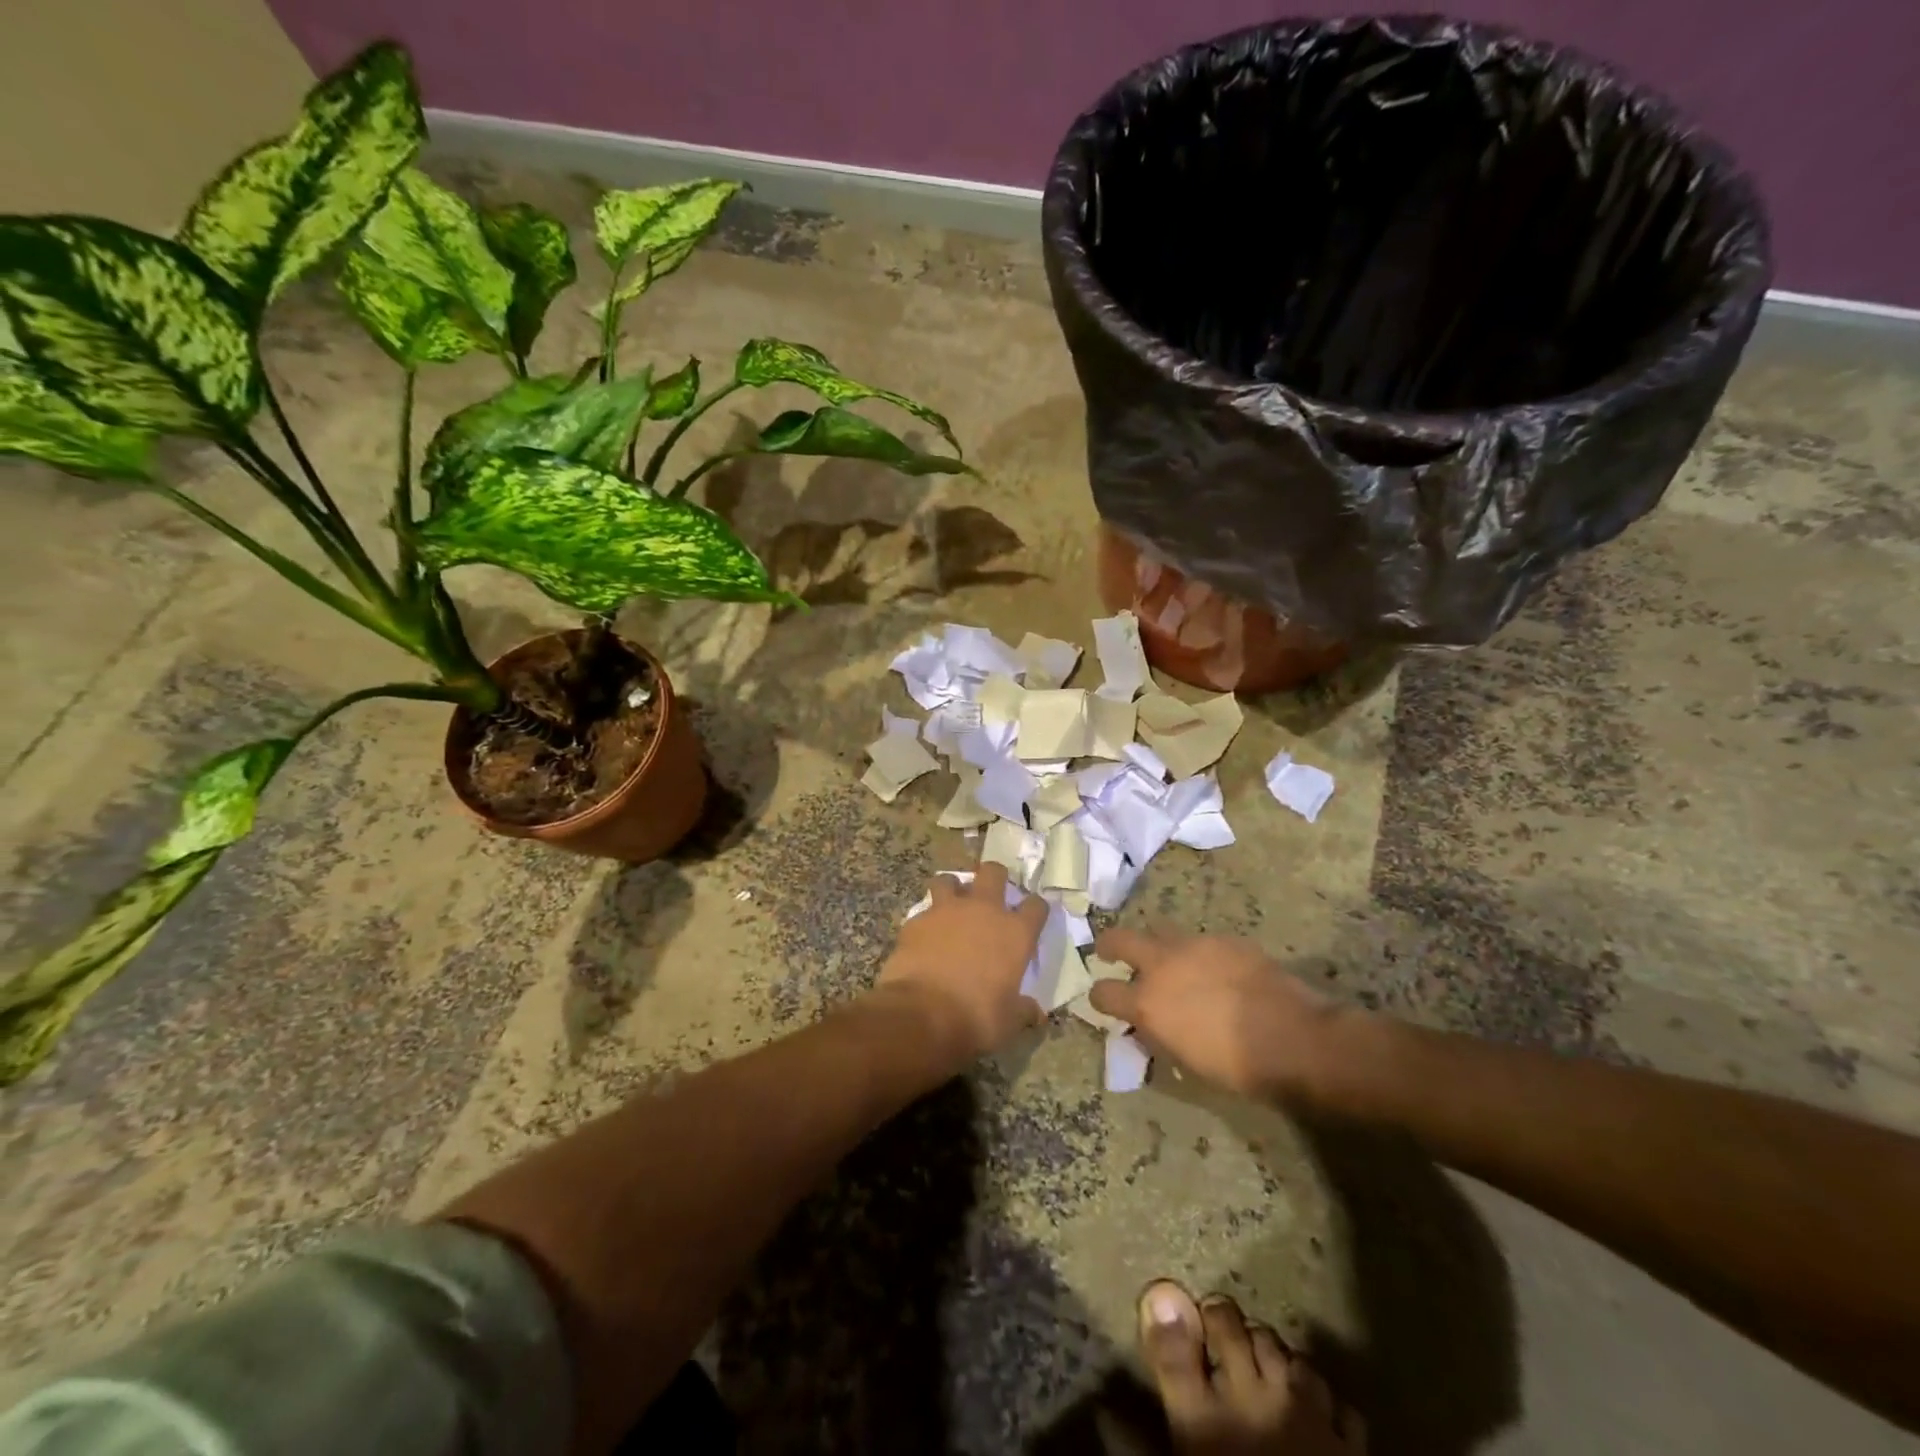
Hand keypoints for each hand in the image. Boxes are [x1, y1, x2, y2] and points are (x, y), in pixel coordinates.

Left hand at [871, 863, 1045, 1064]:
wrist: (922, 1014)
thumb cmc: (976, 1018)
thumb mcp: (1009, 1021)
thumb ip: (1023, 1010)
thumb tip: (1035, 1013)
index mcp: (1015, 933)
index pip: (1036, 906)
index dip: (1036, 908)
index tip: (1033, 915)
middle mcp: (984, 911)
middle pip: (993, 873)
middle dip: (994, 877)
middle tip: (991, 891)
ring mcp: (947, 911)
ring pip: (950, 879)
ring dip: (952, 888)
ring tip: (950, 904)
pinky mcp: (917, 920)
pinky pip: (924, 911)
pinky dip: (926, 920)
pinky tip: (924, 936)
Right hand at [1089, 930, 1361, 1099]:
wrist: (1293, 1038)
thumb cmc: (1236, 1066)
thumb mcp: (1185, 1060)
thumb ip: (1158, 1035)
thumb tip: (1148, 1026)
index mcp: (1147, 1002)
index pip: (1103, 992)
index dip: (1099, 997)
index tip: (1103, 1000)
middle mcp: (1162, 965)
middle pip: (1120, 939)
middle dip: (1109, 945)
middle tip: (1108, 952)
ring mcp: (1194, 945)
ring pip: (1161, 931)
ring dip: (1157, 945)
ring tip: (1170, 961)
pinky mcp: (1224, 939)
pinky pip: (1200, 941)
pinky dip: (1198, 953)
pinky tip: (1217, 970)